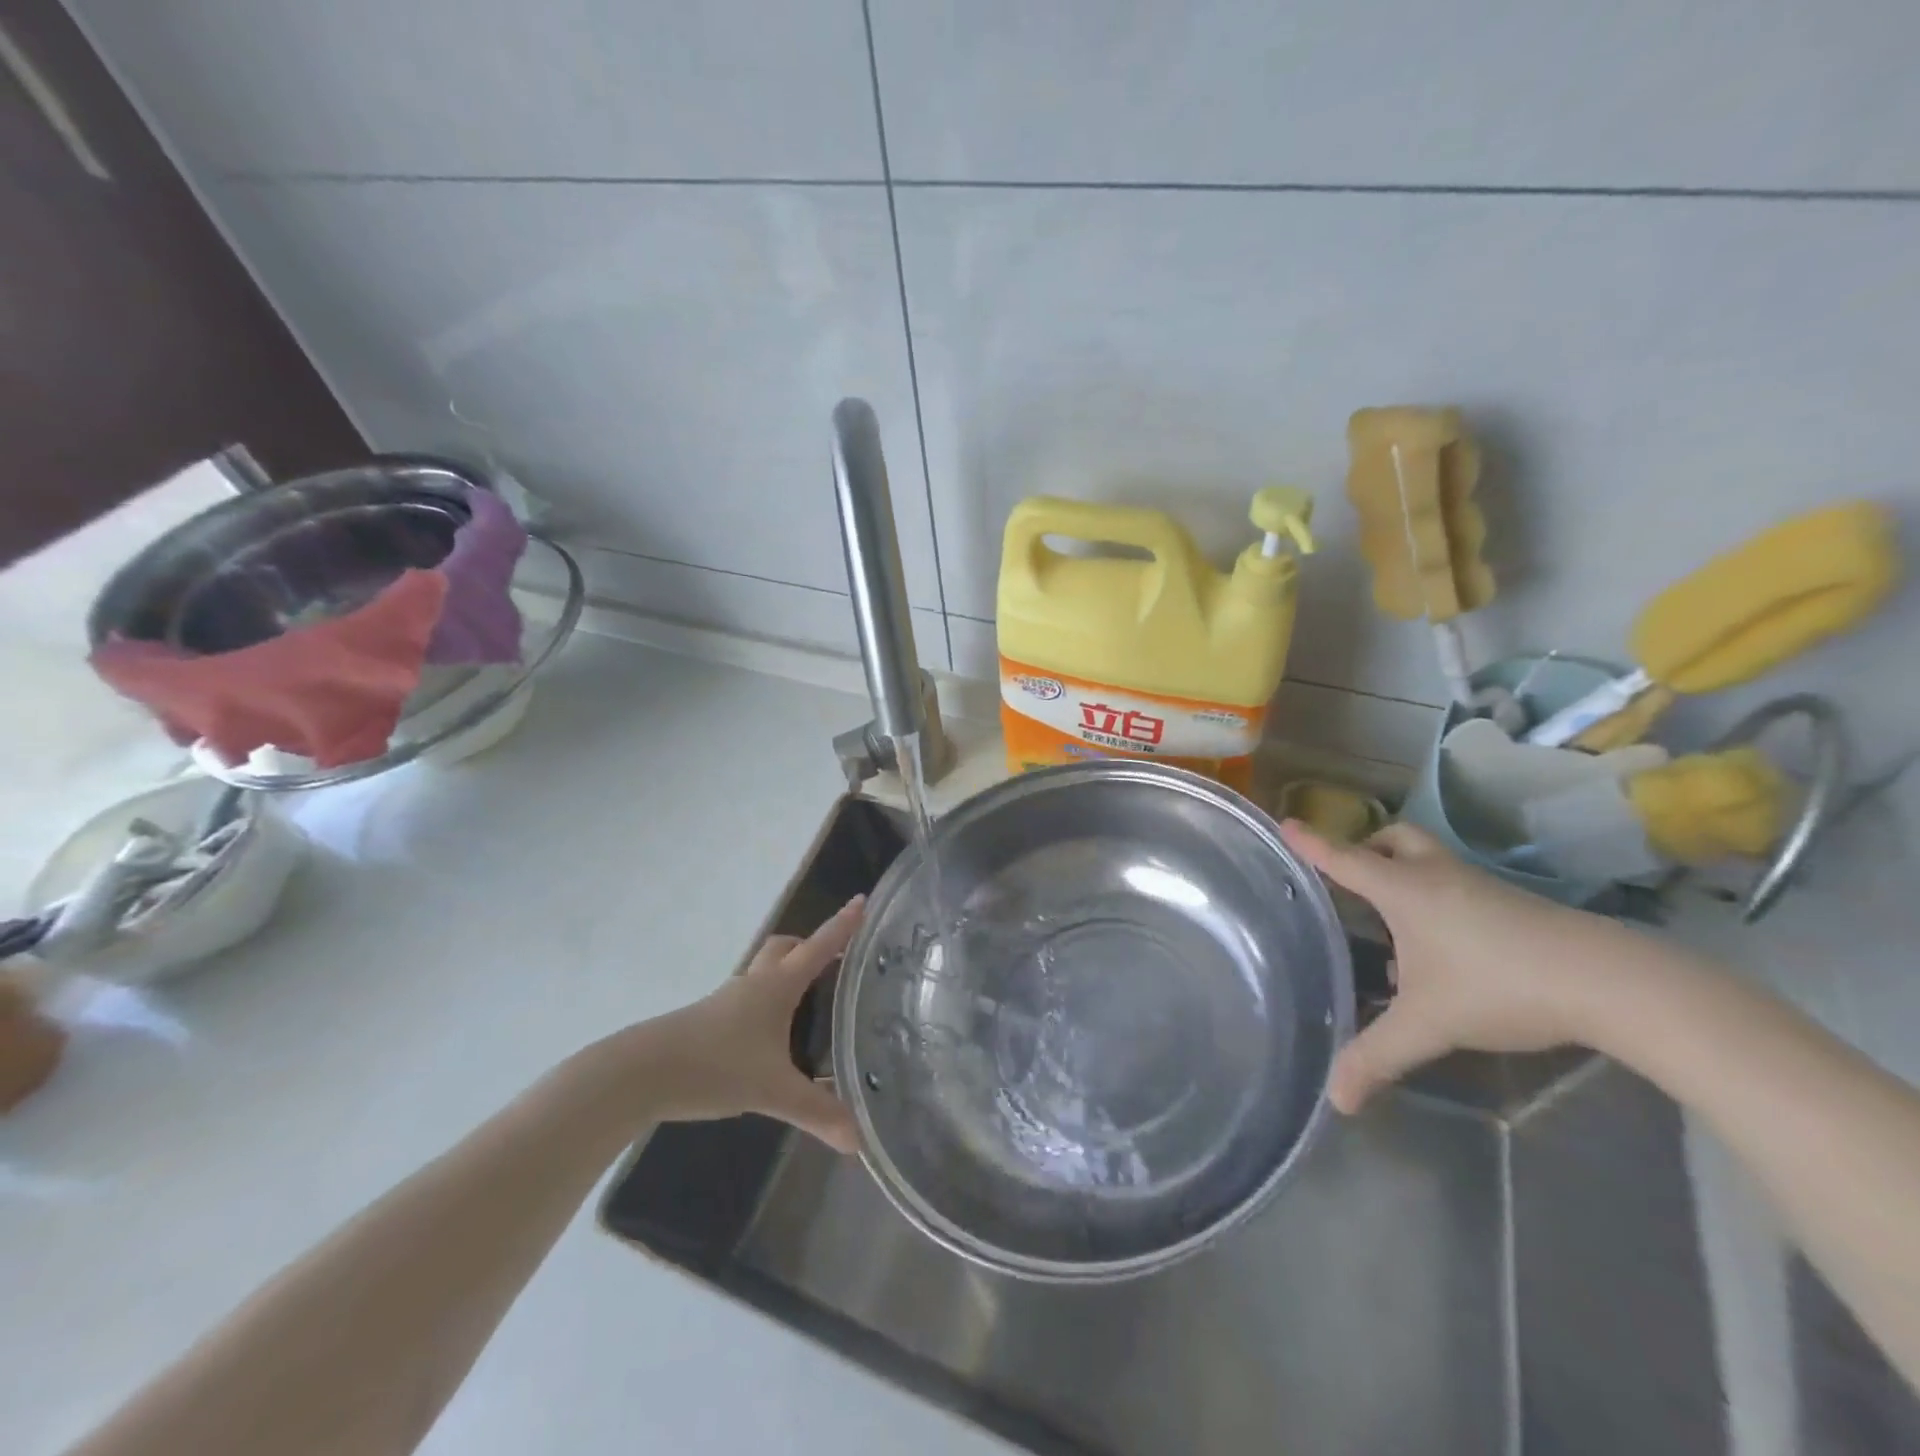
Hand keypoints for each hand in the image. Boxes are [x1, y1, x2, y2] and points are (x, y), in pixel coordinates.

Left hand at [636, 897, 864, 1152]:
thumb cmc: (715, 1066)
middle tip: (834, 963)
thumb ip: (817, 1112)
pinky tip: (770, 1038)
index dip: (842, 925)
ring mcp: (727, 1000)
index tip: (862, 901)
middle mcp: (754, 984)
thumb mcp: (773, 1091)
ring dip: (786, 975)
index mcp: (777, 986)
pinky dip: (765, 1005)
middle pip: (786, 948)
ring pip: (763, 972)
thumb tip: (859, 1140)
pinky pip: (746, 1000)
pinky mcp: (708, 1020)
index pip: (818, 947)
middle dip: (810, 946)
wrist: (641, 1073)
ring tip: (807, 1003)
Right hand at [1281, 821, 1620, 1113]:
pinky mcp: (1512, 905)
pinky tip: (1441, 954)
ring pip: (1429, 862)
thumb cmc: (1499, 986)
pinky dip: (1435, 902)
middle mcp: (1437, 877)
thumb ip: (1376, 1056)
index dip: (1312, 843)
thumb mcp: (1428, 1024)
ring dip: (1404, 876)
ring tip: (1391, 922)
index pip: (1344, 859)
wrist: (1609, 982)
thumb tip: (1336, 1100)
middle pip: (1395, 840)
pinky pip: (1456, 887)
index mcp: (1404, 890)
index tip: (1285, 823)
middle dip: (1368, 847)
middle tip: (1353, 874)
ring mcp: (1479, 887)